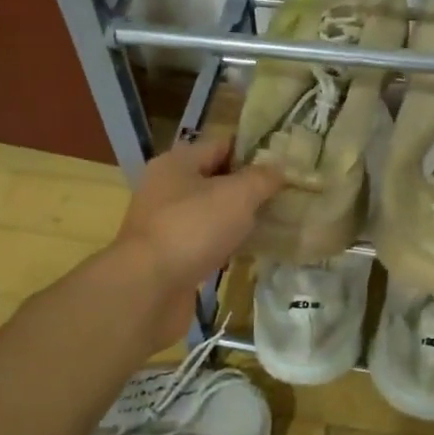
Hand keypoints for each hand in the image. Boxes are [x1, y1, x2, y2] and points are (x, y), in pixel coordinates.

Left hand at [111, 132, 284, 352]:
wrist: (148, 289)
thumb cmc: (192, 228)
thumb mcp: (237, 195)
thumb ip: (262, 178)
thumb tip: (279, 169)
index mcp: (178, 162)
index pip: (222, 145)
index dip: (254, 152)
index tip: (285, 164)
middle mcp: (166, 188)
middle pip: (216, 179)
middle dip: (249, 188)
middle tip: (285, 195)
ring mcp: (165, 224)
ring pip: (211, 213)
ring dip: (238, 219)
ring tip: (274, 223)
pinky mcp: (169, 256)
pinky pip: (204, 242)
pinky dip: (225, 245)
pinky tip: (250, 252)